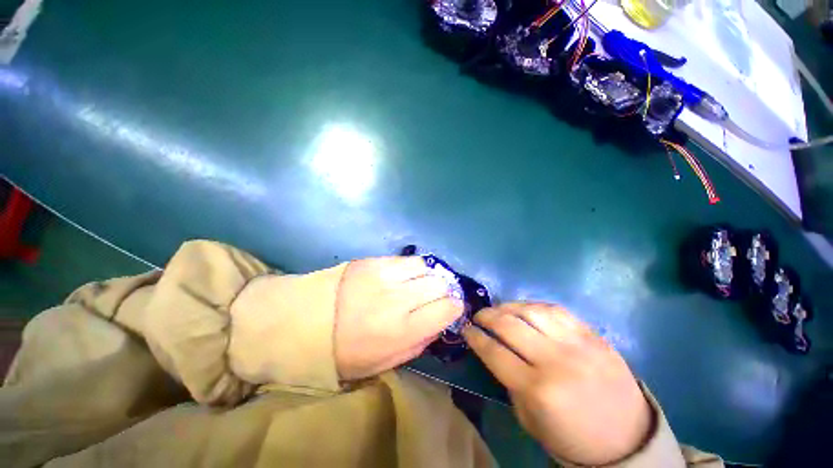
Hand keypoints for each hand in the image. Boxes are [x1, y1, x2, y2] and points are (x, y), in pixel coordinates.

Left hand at [334, 256, 463, 380]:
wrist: (303, 321)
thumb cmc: (343, 351)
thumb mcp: (383, 363)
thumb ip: (417, 344)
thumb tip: (439, 323)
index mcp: (401, 330)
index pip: (447, 309)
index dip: (455, 308)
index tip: (450, 309)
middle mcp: (398, 299)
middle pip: (440, 284)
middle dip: (445, 290)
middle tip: (436, 296)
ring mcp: (385, 275)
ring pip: (426, 267)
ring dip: (430, 276)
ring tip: (422, 283)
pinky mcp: (374, 261)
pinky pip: (407, 259)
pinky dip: (414, 267)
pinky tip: (407, 275)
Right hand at [463, 303, 651, 465]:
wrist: (627, 438)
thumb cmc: (572, 437)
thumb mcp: (530, 419)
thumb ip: (509, 382)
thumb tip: (495, 351)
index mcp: (538, 388)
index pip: (494, 351)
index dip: (475, 337)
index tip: (466, 329)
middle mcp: (555, 360)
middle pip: (509, 325)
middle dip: (487, 316)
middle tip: (478, 316)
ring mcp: (576, 343)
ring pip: (531, 310)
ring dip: (507, 306)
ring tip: (498, 309)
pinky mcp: (592, 334)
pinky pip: (555, 309)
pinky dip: (533, 306)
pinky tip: (525, 310)